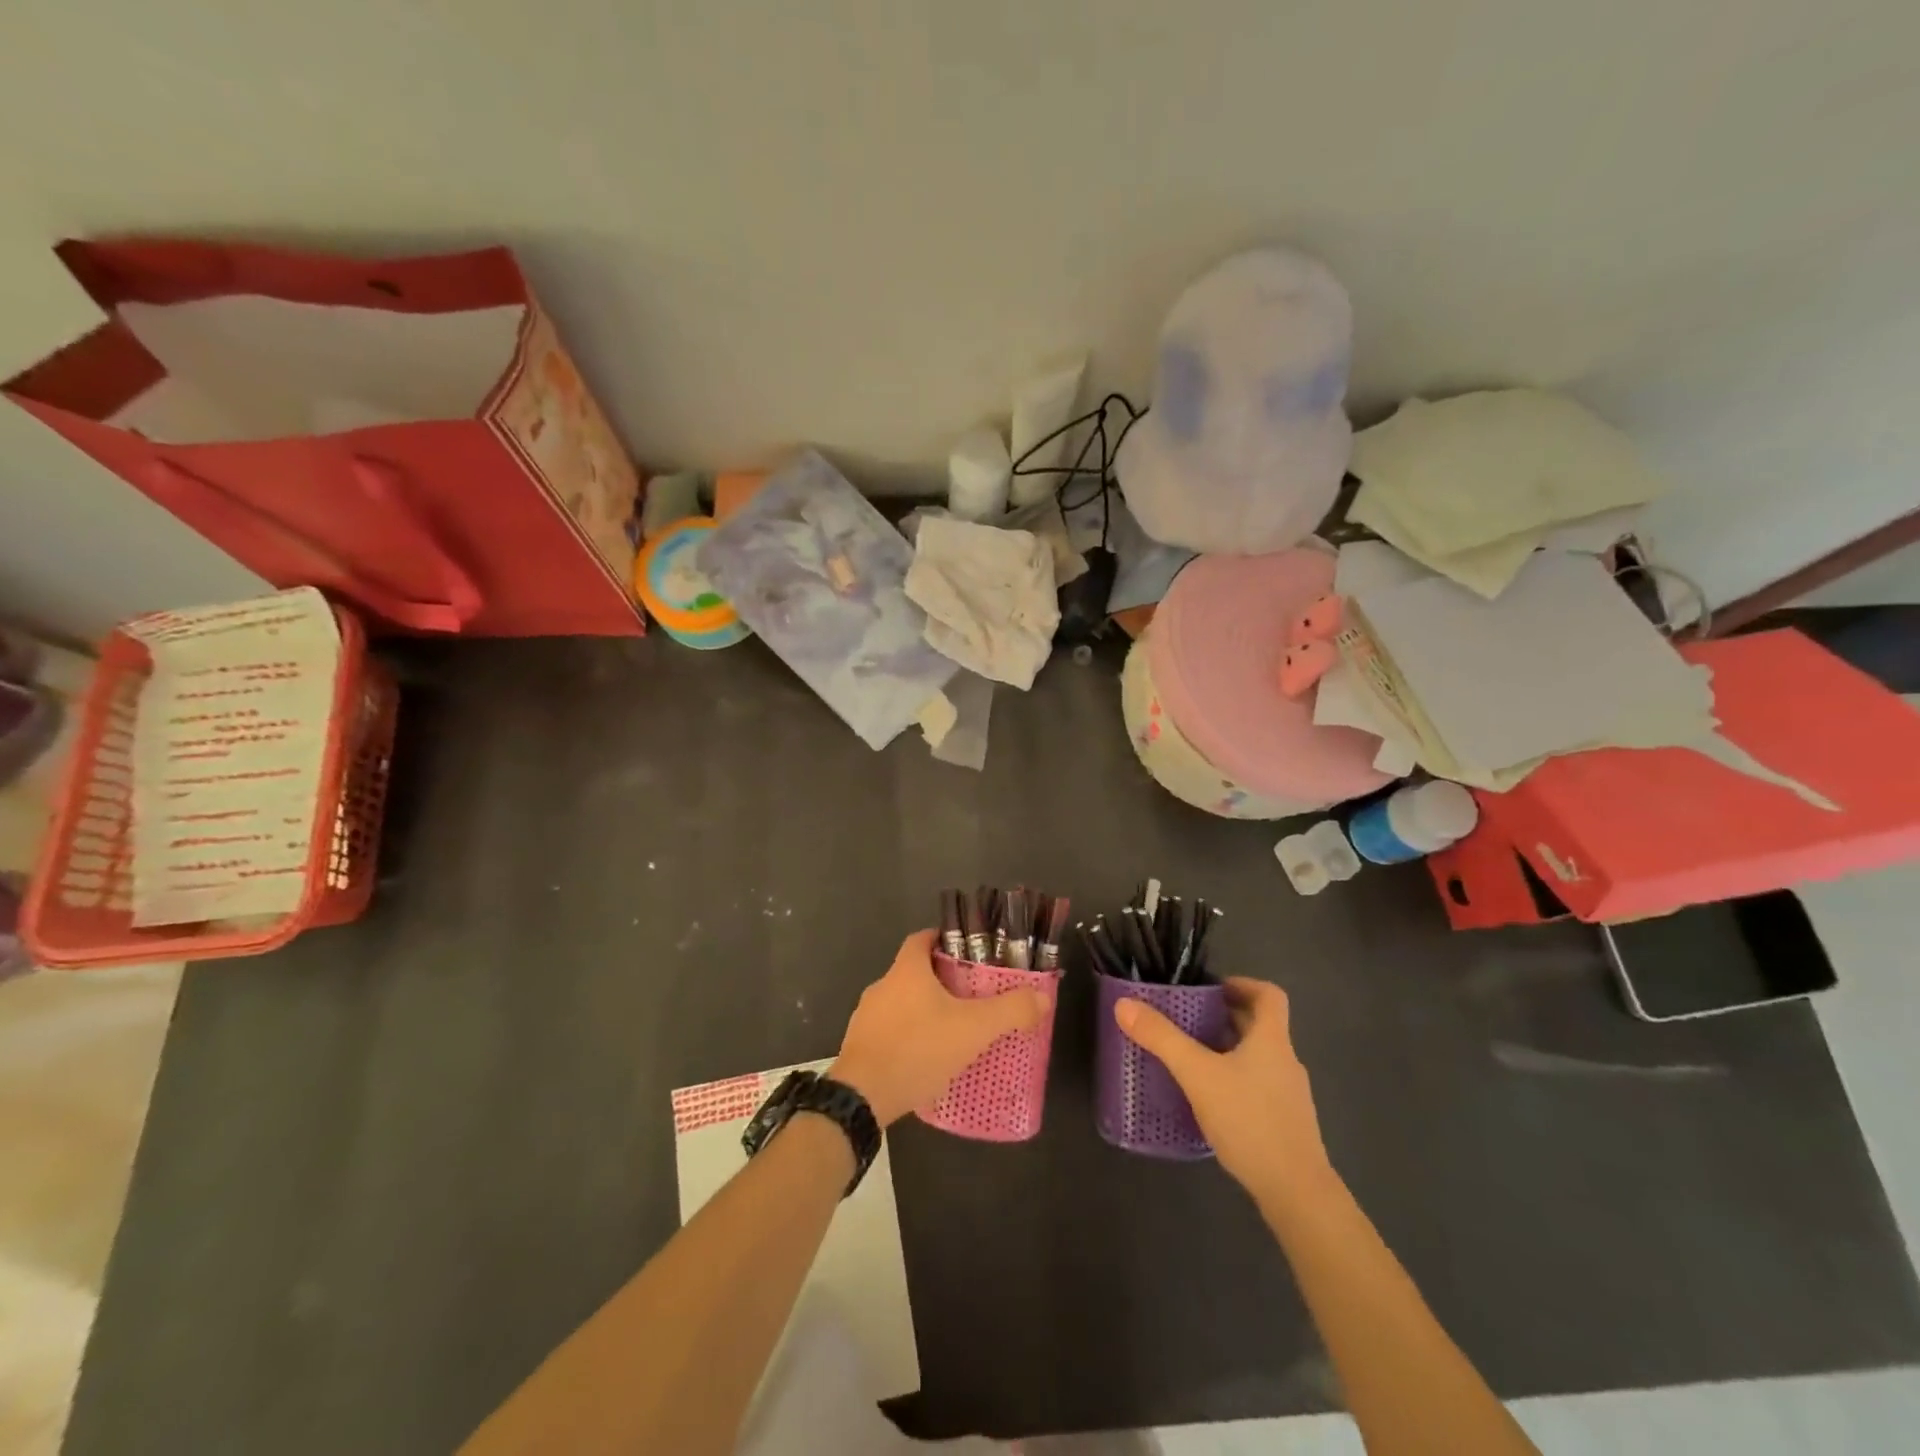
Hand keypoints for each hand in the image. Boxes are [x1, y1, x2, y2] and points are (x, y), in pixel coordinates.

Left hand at [833, 929, 1048, 1126]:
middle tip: (970, 995)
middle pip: (913, 971)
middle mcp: (882, 985)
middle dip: (940, 980)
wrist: (862, 1097)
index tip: (965, 951)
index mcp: (906, 970)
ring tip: (952, 1029)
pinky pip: (890, 1031)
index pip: (922, 938)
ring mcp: (867, 1016)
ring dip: (923, 1010)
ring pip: (901, 1003)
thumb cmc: (918, 1049)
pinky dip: (908, 1036)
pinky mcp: (860, 1045)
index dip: (942, 939)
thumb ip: (1010, 1011)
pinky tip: (927, 1058)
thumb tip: (1041, 997)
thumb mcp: (973, 1029)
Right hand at [1114, 977, 1332, 1207]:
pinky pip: (1257, 1086)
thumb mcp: (1198, 1074)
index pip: (1269, 995)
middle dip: (1224, 1017)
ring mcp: (1289, 1095)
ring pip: (1257, 1058)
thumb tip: (1124, 1004)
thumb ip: (1162, 1039)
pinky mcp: (1285, 1124)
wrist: (1297, 1193)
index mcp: (1272, 1040)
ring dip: (1227, 1050)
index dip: (1242, 984)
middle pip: (1259, 1026)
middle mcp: (1285, 1061)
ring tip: (1190, 1057)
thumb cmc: (1250, 1120)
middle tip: (1187, 1019)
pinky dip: (1233, 1081)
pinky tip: (1207, 1100)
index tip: (1211, 989)